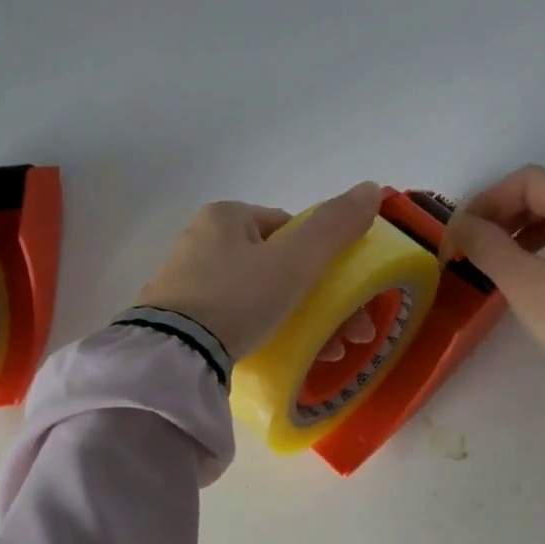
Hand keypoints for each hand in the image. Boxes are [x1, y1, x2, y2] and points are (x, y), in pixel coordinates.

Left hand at [136, 183, 380, 359]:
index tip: (344, 296)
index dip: (324, 261)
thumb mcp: (295, 260)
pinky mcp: (181, 319)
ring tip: (329, 354)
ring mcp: (188, 282)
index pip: (290, 229)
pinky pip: (236, 319)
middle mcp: (203, 240)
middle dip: (320, 300)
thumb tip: (372, 188)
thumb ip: (335, 226)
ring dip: (301, 321)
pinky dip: (265, 333)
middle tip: (348, 336)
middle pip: (279, 266)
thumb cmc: (238, 298)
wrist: (172, 355)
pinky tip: (283, 355)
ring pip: (261, 295)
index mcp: (227, 217)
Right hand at [439, 165, 544, 366]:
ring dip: (524, 230)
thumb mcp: (524, 282)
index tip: (463, 229)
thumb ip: (487, 246)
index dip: (489, 199)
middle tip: (476, 243)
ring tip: (498, 259)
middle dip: (506, 214)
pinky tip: (530, 272)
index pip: (529, 181)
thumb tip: (461, 225)